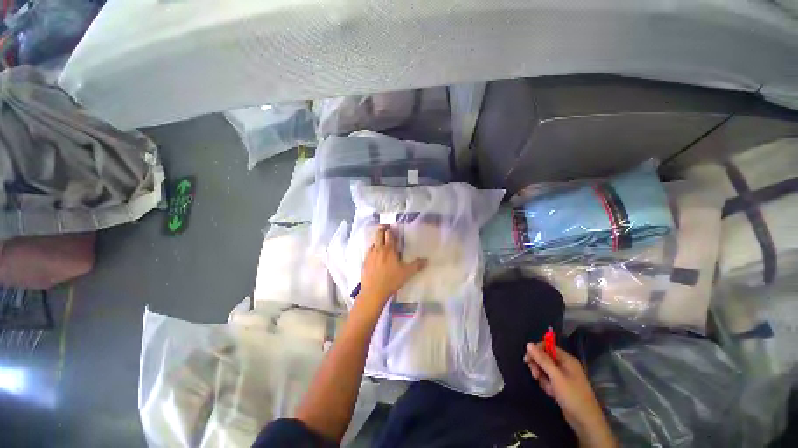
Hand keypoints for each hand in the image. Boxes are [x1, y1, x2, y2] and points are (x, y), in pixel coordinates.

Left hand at [359, 225, 426, 303]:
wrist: (373, 292)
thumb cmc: (391, 280)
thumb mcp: (406, 273)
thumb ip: (416, 265)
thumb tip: (426, 260)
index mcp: (388, 249)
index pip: (389, 234)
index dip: (391, 230)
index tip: (393, 228)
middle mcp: (378, 249)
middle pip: (378, 233)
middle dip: (382, 229)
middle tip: (386, 228)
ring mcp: (370, 255)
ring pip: (373, 242)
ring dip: (377, 239)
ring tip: (381, 242)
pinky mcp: (364, 262)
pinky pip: (368, 251)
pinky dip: (372, 249)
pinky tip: (375, 255)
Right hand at [524, 343, 616, 446]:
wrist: (585, 421)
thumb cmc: (572, 396)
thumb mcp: (556, 377)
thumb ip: (542, 360)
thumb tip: (529, 344)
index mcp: (567, 359)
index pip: (547, 347)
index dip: (536, 351)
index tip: (527, 360)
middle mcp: (565, 365)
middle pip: (545, 358)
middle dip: (538, 366)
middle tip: (535, 375)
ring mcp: (563, 376)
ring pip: (545, 369)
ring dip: (542, 377)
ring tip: (547, 388)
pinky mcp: (561, 386)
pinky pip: (549, 380)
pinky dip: (547, 385)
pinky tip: (551, 393)